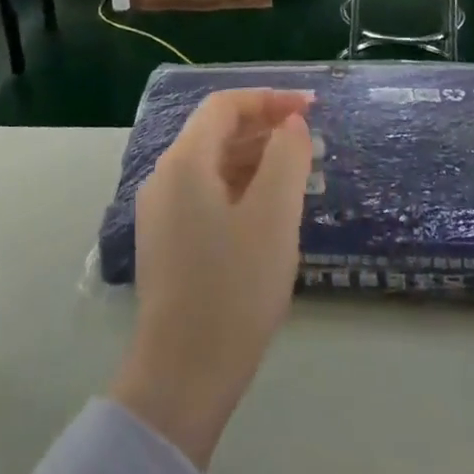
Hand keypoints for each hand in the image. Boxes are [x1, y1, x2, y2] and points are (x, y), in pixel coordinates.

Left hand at [110, 89, 313, 469]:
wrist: (183, 373)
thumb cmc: (234, 289)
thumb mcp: (273, 218)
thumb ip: (285, 158)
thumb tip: (289, 123)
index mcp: (184, 162)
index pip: (224, 106)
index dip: (268, 100)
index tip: (311, 109)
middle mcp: (164, 177)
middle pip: (215, 132)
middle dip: (264, 128)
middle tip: (311, 142)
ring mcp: (161, 211)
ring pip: (212, 165)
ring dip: (254, 159)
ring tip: (299, 174)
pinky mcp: (167, 241)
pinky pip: (206, 194)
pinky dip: (240, 188)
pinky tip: (270, 211)